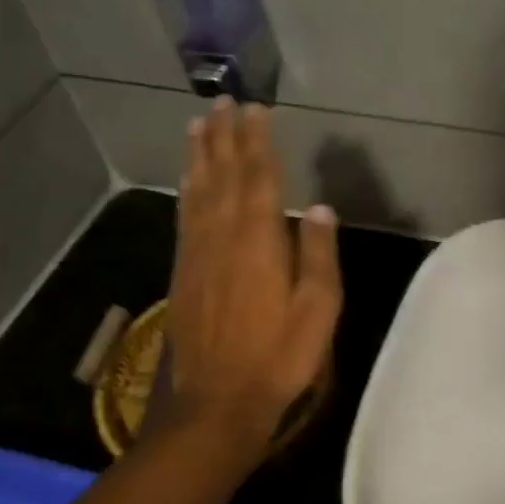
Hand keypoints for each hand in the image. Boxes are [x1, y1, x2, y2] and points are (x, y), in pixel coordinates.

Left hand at [166, 98, 341, 465]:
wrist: (218, 401)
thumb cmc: (280, 355)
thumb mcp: (319, 309)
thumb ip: (320, 254)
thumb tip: (320, 208)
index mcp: (260, 241)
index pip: (259, 178)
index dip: (258, 141)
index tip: (256, 110)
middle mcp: (224, 236)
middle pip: (224, 175)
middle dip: (224, 136)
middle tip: (222, 102)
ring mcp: (199, 254)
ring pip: (198, 191)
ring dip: (199, 154)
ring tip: (198, 124)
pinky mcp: (184, 272)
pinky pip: (185, 217)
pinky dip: (187, 190)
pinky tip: (188, 178)